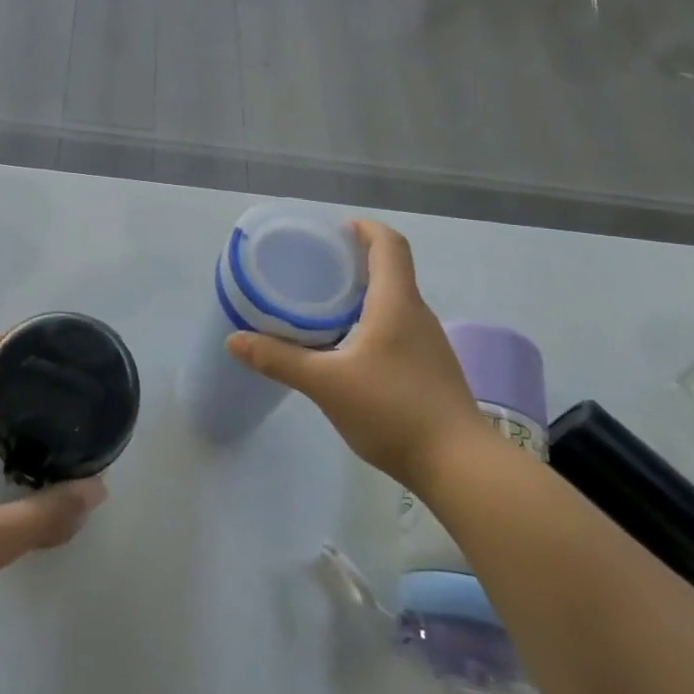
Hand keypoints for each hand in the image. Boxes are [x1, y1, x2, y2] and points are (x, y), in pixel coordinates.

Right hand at [226, 220, 484, 486]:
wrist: (459, 465)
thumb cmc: (393, 410)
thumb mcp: (326, 383)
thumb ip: (279, 359)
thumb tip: (234, 340)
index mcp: (397, 303)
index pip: (389, 244)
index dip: (364, 228)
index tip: (333, 230)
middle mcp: (417, 314)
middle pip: (390, 270)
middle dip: (353, 261)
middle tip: (312, 268)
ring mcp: (427, 344)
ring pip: (393, 302)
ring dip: (361, 294)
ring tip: (320, 305)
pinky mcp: (429, 369)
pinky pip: (396, 328)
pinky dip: (369, 322)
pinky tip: (344, 348)